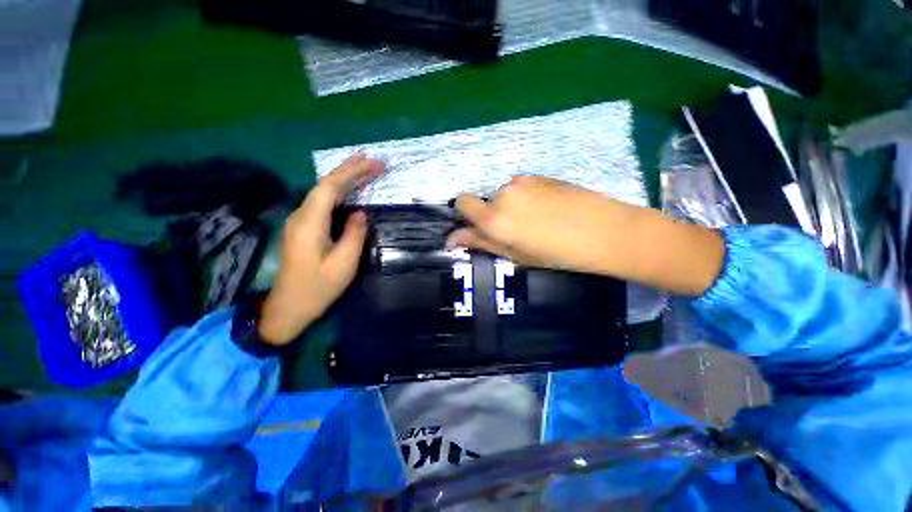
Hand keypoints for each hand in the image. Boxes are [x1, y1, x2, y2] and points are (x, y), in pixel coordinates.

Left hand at [257, 154, 383, 344]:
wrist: (288, 307)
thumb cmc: (318, 288)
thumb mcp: (343, 264)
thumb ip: (354, 235)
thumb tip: (360, 213)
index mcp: (310, 224)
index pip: (329, 187)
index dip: (351, 172)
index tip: (373, 164)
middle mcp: (301, 216)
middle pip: (325, 185)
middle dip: (350, 171)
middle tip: (375, 162)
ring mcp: (299, 222)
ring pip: (322, 192)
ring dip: (344, 179)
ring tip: (365, 169)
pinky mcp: (303, 228)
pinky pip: (322, 203)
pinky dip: (339, 193)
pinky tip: (350, 191)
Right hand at [446, 176, 724, 295]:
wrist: (606, 231)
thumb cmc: (557, 254)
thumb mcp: (515, 255)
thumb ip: (481, 244)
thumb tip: (452, 240)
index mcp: (494, 217)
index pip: (462, 203)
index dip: (464, 215)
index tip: (477, 229)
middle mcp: (503, 193)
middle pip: (485, 202)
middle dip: (493, 216)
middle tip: (516, 234)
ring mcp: (523, 181)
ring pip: (505, 195)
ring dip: (511, 208)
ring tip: (537, 223)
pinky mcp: (541, 175)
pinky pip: (522, 188)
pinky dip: (526, 199)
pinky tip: (548, 211)